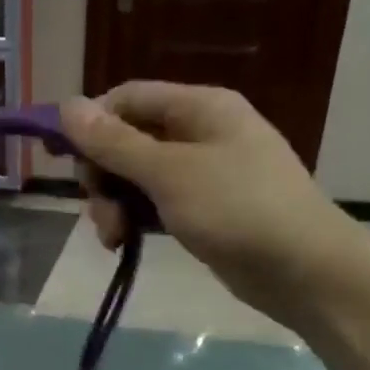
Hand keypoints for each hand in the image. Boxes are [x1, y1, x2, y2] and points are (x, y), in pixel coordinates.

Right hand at [60, 83, 369, 333]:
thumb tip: (67, 105)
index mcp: (199, 107)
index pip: (127, 99)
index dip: (91, 125)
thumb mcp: (169, 173)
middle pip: (127, 139)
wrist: (304, 270)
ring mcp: (203, 172)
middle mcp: (200, 131)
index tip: (64, 162)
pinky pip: (154, 203)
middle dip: (103, 174)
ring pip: (136, 176)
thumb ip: (115, 142)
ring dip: (114, 203)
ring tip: (113, 237)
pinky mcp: (203, 208)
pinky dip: (134, 219)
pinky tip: (124, 243)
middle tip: (97, 208)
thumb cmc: (237, 209)